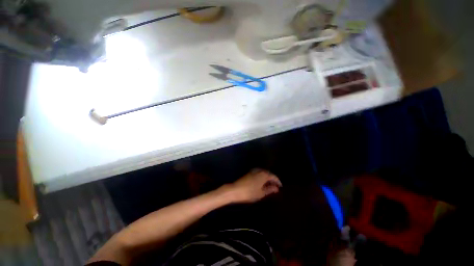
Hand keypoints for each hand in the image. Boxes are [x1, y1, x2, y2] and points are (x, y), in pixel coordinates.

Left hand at [227, 169, 281, 202]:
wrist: (235, 190)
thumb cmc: (250, 193)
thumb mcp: (261, 193)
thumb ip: (270, 189)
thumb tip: (277, 188)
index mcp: (264, 174)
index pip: (274, 176)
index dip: (278, 182)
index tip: (280, 187)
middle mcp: (260, 170)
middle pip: (269, 174)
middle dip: (272, 180)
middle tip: (275, 187)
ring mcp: (254, 171)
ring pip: (264, 173)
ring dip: (267, 178)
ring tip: (269, 186)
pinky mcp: (250, 173)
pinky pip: (259, 173)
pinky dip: (262, 177)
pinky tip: (262, 183)